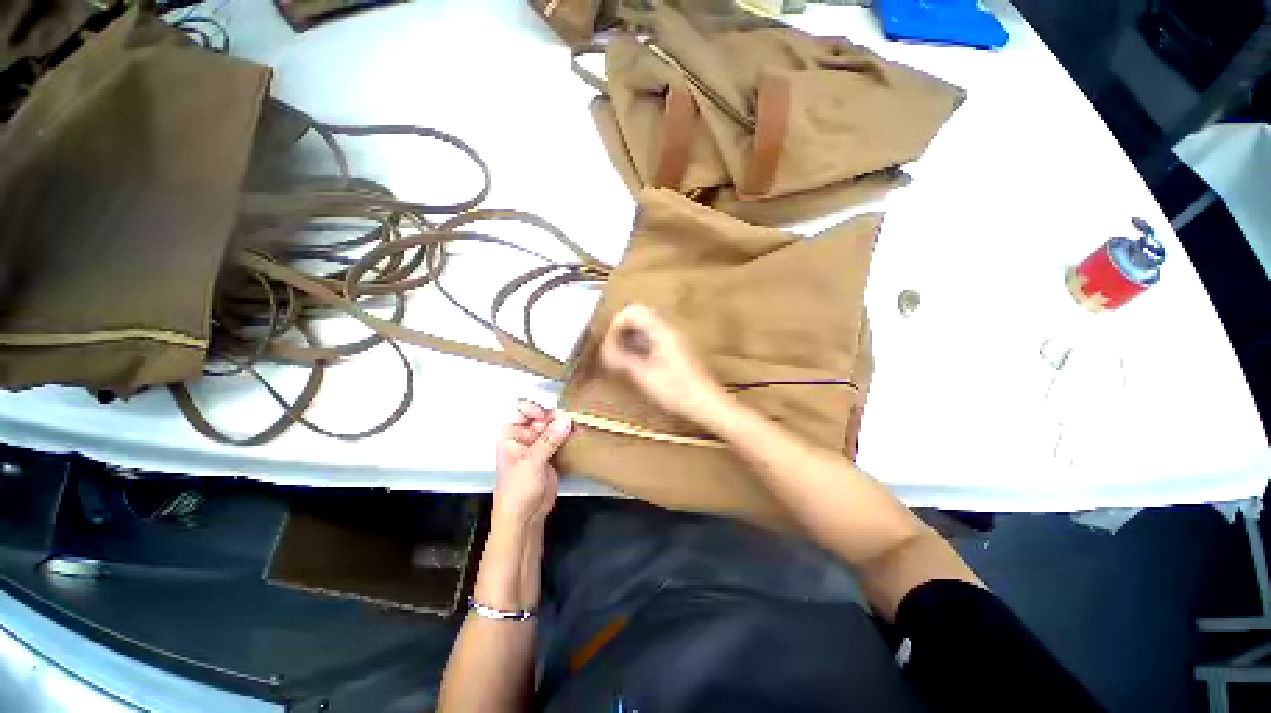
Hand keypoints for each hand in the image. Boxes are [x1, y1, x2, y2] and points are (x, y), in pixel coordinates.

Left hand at [493, 400, 571, 528]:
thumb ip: (549, 440)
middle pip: (540, 415)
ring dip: (564, 424)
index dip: (534, 408)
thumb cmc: (517, 489)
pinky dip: (569, 435)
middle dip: (554, 416)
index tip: (546, 416)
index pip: (521, 409)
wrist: (525, 516)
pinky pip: (561, 438)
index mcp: (511, 434)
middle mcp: (524, 435)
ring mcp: (539, 444)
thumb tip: (565, 419)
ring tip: (576, 425)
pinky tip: (578, 434)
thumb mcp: (531, 462)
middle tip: (568, 420)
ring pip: (553, 426)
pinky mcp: (552, 453)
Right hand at [600, 303, 726, 421]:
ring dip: (631, 338)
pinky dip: (641, 345)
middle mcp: (670, 329)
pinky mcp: (678, 349)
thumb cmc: (677, 391)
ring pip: (646, 327)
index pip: (632, 311)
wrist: (707, 403)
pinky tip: (638, 364)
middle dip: (622, 331)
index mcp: (662, 331)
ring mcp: (676, 338)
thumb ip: (622, 360)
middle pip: (639, 316)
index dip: (616, 326)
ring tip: (622, 359)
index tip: (610, 346)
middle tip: (614, 352)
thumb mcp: (644, 376)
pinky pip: (654, 337)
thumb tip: (604, 352)